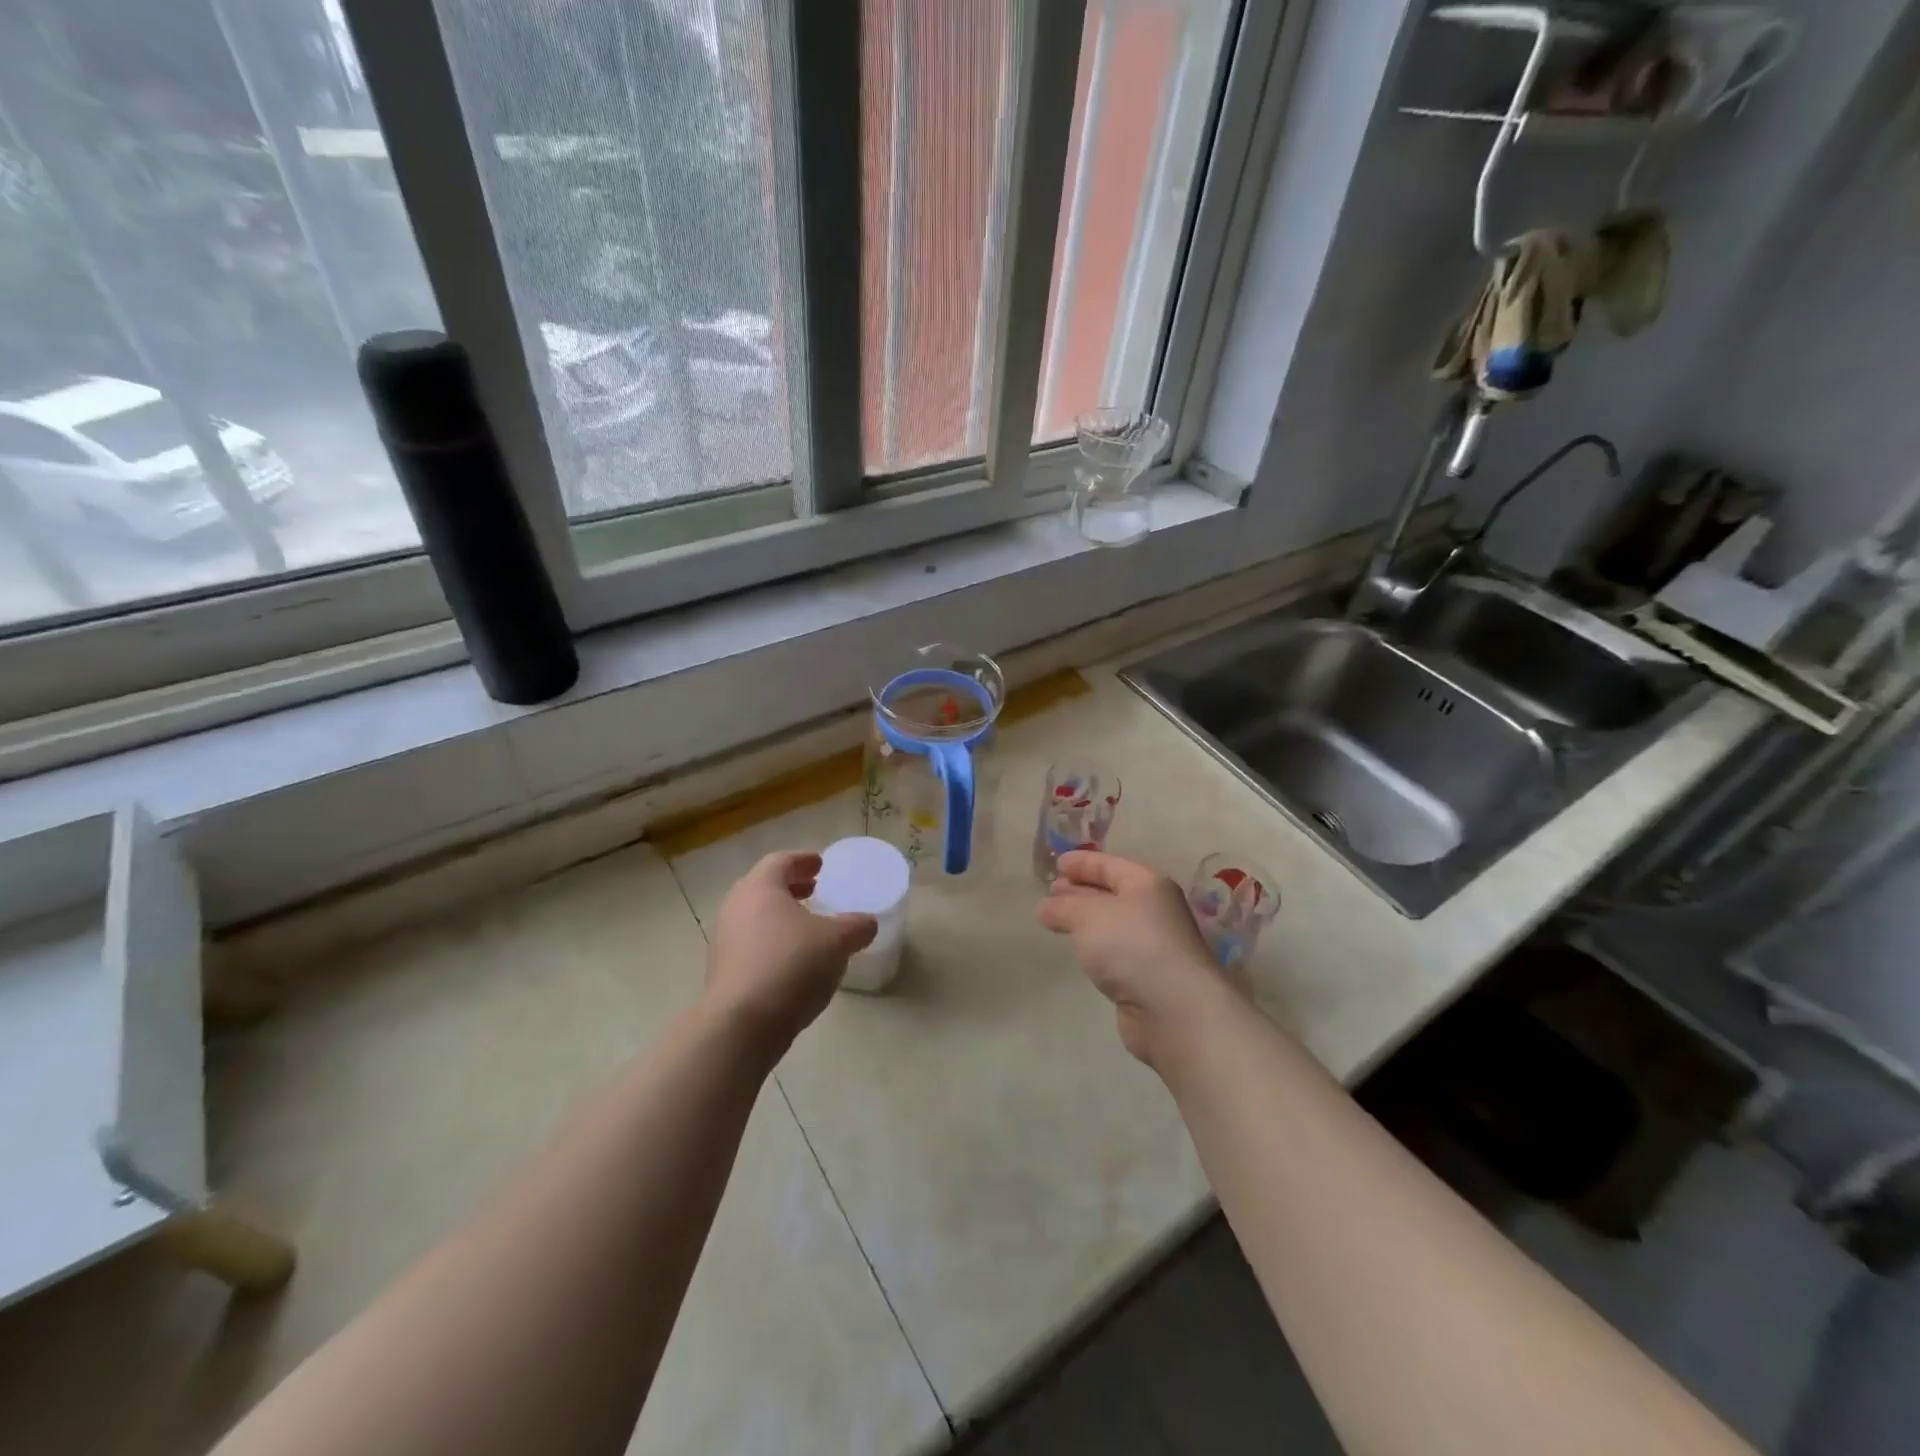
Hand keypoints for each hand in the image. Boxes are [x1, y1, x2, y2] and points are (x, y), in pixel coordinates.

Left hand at [705, 850, 876, 1060]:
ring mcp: (724, 940)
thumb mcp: (837, 942)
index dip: (803, 860)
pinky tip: (793, 961)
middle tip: (815, 890)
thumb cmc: (791, 965)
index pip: (781, 861)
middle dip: (791, 888)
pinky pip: (750, 944)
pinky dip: (772, 942)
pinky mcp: (722, 971)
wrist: (742, 1024)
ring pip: (756, 917)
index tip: (821, 864)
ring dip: (781, 917)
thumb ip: (856, 927)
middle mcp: (736, 906)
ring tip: (808, 927)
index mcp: (760, 887)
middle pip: (764, 887)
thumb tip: (867, 923)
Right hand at [1036, 850, 1238, 1064]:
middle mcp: (1154, 910)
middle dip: (1081, 890)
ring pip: (1112, 923)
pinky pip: (1116, 951)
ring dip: (1086, 920)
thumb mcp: (1088, 915)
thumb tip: (1045, 907)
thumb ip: (1063, 907)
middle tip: (1051, 892)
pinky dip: (1096, 947)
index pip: (1110, 865)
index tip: (1057, 864)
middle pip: (1112, 892)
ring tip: (1057, 920)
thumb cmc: (1132, 946)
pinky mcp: (1147, 976)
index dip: (1082, 863)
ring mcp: (1153, 944)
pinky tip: (1082, 952)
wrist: (1174, 1009)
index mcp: (1147, 884)